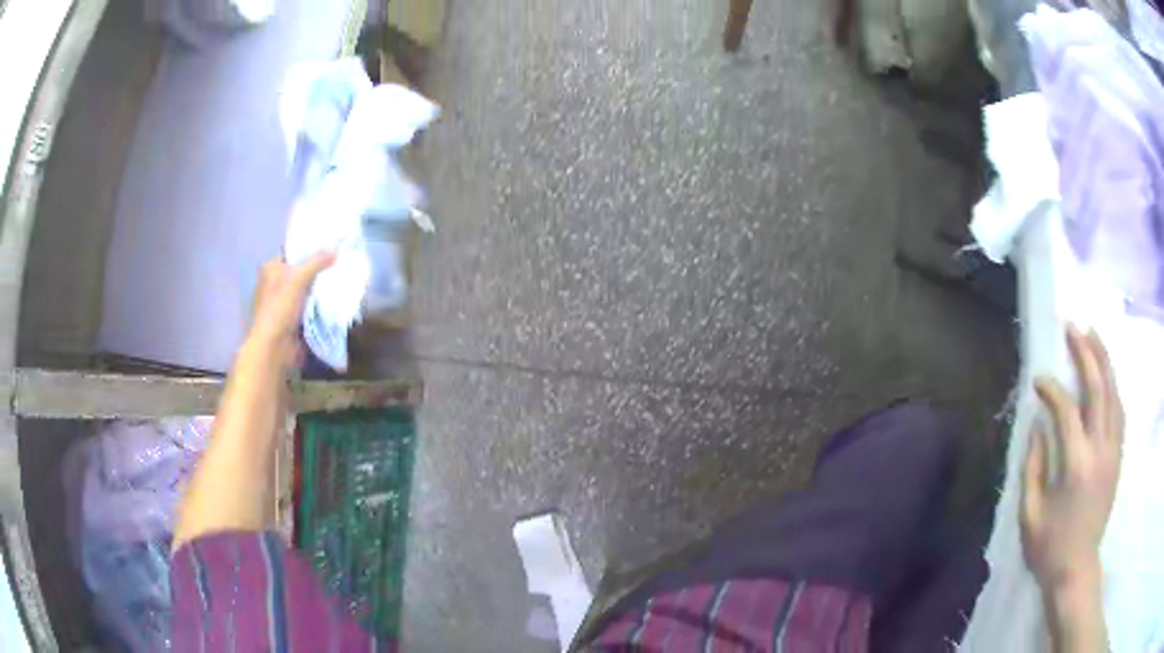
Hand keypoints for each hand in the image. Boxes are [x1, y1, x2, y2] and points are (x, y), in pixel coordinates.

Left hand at [248, 252, 335, 362]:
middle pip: (300, 271)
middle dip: (318, 270)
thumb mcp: (299, 279)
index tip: (330, 247)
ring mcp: (282, 303)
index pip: (292, 252)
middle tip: (339, 263)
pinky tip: (334, 300)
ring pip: (305, 290)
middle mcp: (274, 283)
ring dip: (319, 289)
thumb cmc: (280, 308)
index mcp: (270, 269)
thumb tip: (337, 248)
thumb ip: (317, 262)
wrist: (274, 348)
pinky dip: (318, 305)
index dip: (309, 249)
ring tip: (341, 280)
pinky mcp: (290, 320)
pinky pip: (308, 307)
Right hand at [1022, 325, 1123, 598]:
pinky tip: (1106, 376)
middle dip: (1085, 353)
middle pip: (1098, 388)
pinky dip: (1113, 386)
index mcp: (1076, 465)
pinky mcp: (1118, 457)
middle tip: (1072, 328)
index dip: (1051, 389)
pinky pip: (1119, 411)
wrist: (1076, 570)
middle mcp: (1100, 449)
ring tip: (1093, 336)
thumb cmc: (1049, 548)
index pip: (1066, 410)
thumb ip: (1033, 466)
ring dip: (1103, 361)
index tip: (1037, 380)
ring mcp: (1113, 451)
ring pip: (1113, 393)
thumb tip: (1037, 425)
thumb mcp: (1030, 514)